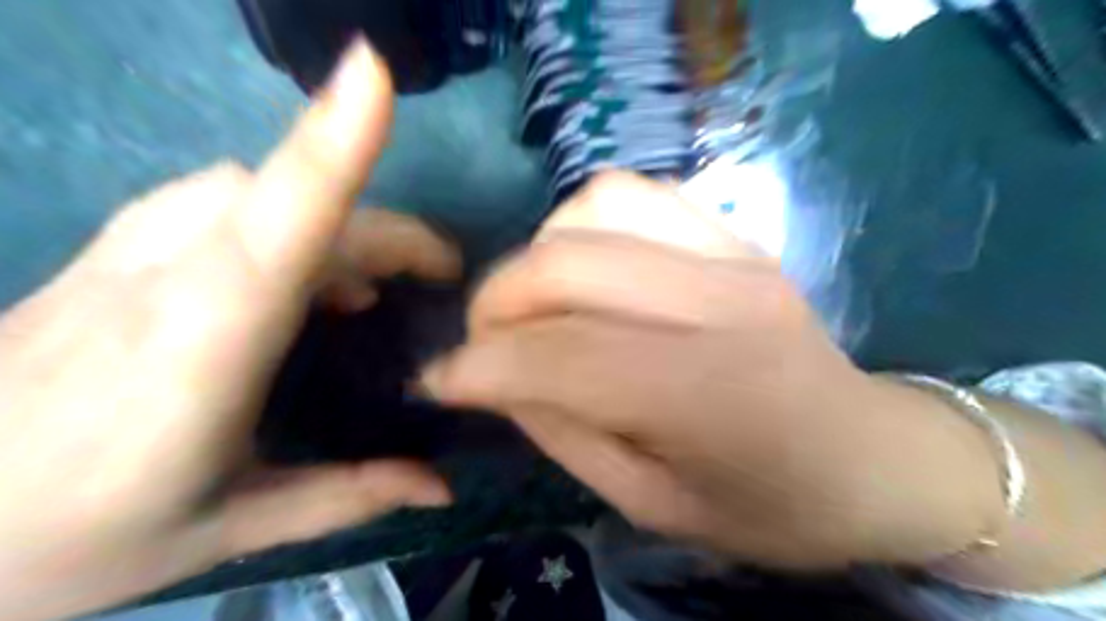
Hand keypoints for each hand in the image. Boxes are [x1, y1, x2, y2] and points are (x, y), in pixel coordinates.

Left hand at [0, 42, 457, 618]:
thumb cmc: (73, 539)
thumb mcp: (228, 529)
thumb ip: (346, 494)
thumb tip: (441, 487)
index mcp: (199, 351)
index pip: (277, 227)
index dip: (329, 147)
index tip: (374, 74)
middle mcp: (162, 278)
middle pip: (291, 203)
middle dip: (384, 227)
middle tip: (437, 273)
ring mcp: (123, 253)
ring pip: (250, 189)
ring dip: (332, 216)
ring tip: (369, 283)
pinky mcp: (107, 250)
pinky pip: (215, 199)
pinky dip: (281, 212)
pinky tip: (297, 268)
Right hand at [424, 171, 1003, 573]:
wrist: (872, 458)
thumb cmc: (769, 505)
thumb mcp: (655, 504)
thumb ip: (567, 434)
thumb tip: (497, 378)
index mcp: (705, 393)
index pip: (558, 357)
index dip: (479, 367)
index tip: (438, 381)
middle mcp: (719, 302)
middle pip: (567, 263)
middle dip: (495, 300)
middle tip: (482, 340)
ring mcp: (734, 253)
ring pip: (596, 205)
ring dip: (541, 250)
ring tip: (536, 301)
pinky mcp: (738, 235)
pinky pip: (639, 193)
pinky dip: (588, 222)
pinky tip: (589, 266)